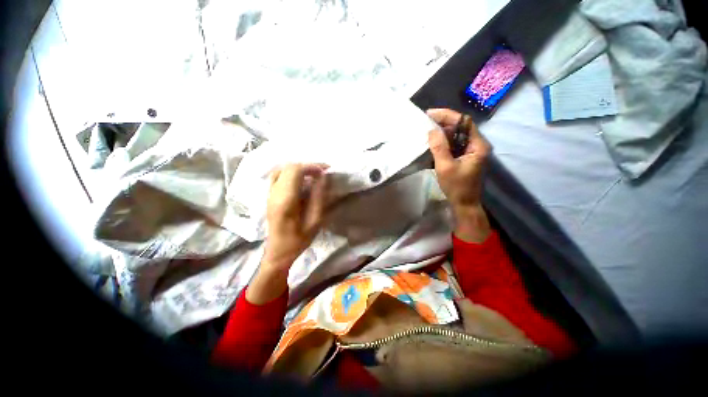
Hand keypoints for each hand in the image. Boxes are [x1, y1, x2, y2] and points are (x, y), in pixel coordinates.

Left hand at [247, 163, 328, 303]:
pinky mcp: (269, 195)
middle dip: (308, 166)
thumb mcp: (315, 221)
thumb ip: (318, 197)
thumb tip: (322, 177)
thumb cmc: (299, 239)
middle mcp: (274, 192)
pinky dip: (291, 172)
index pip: (296, 171)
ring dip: (299, 168)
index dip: (312, 167)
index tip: (326, 171)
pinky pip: (278, 175)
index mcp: (286, 200)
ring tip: (313, 175)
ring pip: (282, 168)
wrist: (278, 251)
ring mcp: (269, 193)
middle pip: (289, 167)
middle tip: (322, 173)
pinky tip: (300, 179)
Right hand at [427, 108, 491, 242]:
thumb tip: (431, 131)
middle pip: (460, 128)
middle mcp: (477, 145)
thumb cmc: (457, 187)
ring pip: (455, 136)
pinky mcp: (464, 157)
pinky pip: (453, 145)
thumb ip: (439, 148)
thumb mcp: (445, 167)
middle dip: (442, 124)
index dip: (447, 116)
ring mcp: (470, 151)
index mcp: (478, 145)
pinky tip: (431, 144)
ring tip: (426, 132)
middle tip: (425, 123)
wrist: (464, 204)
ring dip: (441, 133)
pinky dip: (442, 143)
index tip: (430, 114)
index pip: (464, 122)